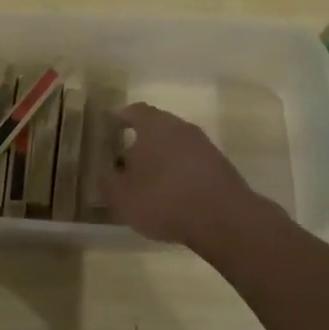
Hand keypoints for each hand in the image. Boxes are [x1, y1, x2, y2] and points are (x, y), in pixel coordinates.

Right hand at [100, 102, 260, 248]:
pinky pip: (193, 163)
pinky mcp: (221, 166)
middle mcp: (180, 127)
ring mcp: (204, 145)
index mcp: (154, 125)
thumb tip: (106, 172)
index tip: (113, 127)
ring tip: (150, 183)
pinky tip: (174, 195)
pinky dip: (181, 173)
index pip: (135, 111)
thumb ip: (109, 182)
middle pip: (158, 127)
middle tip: (128, 162)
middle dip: (142, 142)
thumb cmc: (163, 199)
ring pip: (177, 145)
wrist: (222, 218)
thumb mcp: (122, 197)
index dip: (122, 118)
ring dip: (163, 159)